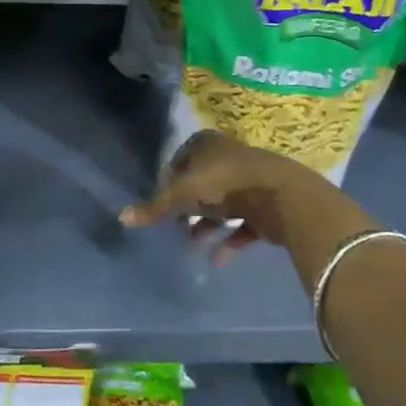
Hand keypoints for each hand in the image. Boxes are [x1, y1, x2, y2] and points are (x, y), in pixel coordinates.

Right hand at [121, 129, 378, 269]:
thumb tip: (122, 217)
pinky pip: (243, 225)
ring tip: (192, 244)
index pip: (180, 158)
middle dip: (188, 206)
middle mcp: (227, 158)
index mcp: (206, 145)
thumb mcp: (184, 195)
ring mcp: (249, 181)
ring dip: (207, 226)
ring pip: (222, 205)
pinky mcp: (266, 206)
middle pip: (202, 182)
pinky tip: (217, 260)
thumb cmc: (226, 183)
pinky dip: (230, 241)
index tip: (161, 202)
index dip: (169, 179)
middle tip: (175, 226)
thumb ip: (155, 208)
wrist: (283, 196)